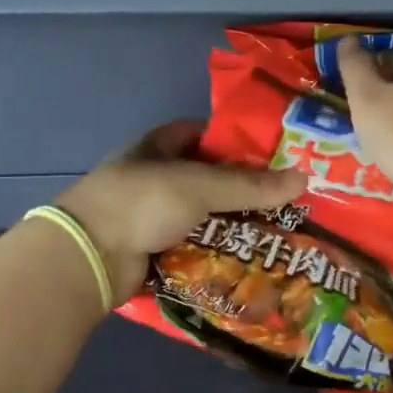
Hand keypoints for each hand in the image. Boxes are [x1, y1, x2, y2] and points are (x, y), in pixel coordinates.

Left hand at [54, 121, 306, 305]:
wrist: (89, 256)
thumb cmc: (141, 202)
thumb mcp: (199, 186)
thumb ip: (249, 185)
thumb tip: (303, 178)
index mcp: (157, 147)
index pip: (199, 134)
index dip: (232, 140)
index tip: (270, 154)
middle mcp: (153, 177)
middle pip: (205, 178)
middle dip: (239, 189)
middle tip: (284, 199)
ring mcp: (150, 216)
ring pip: (200, 216)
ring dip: (230, 224)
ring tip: (276, 231)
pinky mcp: (151, 249)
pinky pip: (191, 247)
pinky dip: (214, 252)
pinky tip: (246, 259)